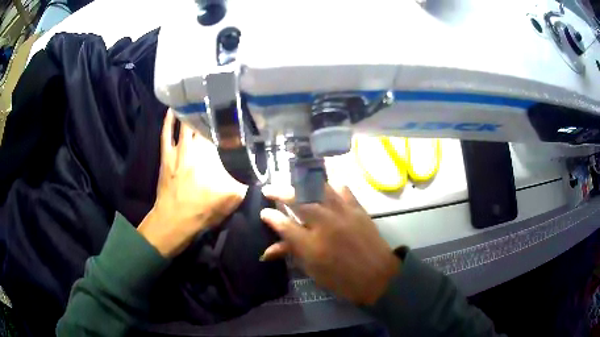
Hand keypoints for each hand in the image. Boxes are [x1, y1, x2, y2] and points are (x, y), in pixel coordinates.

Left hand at [138, 110, 247, 256]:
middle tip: (219, 100)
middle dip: (211, 111)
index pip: (223, 131)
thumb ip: (246, 181)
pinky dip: (169, 120)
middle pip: (203, 122)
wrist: (174, 220)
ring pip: (185, 123)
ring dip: (192, 110)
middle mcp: (195, 145)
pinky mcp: (166, 154)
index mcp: (211, 153)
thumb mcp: (233, 198)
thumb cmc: (203, 209)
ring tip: (199, 97)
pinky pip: (166, 132)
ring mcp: (178, 148)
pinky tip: (172, 110)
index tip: (237, 112)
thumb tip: (260, 171)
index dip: (230, 121)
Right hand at [260, 184, 399, 304]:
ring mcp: (342, 213)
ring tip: (294, 185)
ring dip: (302, 184)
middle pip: (297, 199)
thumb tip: (266, 251)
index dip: (270, 217)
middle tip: (270, 190)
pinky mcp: (357, 208)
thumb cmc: (342, 279)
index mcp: (311, 245)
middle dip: (279, 192)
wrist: (377, 275)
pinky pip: (341, 189)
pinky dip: (329, 186)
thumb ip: (291, 253)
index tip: (263, 212)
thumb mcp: (313, 270)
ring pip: (318, 188)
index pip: (284, 225)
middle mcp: (325, 224)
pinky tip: (323, 189)